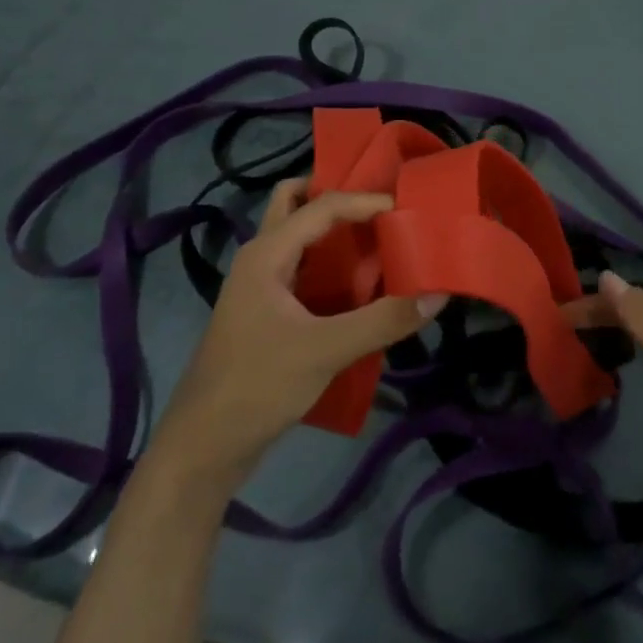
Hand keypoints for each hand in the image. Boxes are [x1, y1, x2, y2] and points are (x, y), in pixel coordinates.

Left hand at [150, 179, 441, 492]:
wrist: (204, 445)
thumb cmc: (258, 385)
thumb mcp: (326, 351)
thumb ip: (383, 320)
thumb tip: (437, 293)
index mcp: (267, 253)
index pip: (322, 205)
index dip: (366, 201)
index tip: (408, 209)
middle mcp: (261, 257)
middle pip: (296, 203)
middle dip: (337, 197)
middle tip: (380, 206)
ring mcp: (261, 285)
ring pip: (299, 236)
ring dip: (335, 229)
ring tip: (380, 236)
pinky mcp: (267, 311)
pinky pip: (303, 267)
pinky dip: (331, 261)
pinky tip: (361, 282)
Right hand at [585, 272, 642, 513]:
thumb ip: (642, 316)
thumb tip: (607, 274)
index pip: (629, 299)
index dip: (593, 305)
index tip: (557, 316)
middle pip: (640, 312)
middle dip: (603, 315)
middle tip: (563, 327)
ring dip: (618, 330)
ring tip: (586, 338)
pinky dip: (636, 349)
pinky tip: (631, 361)